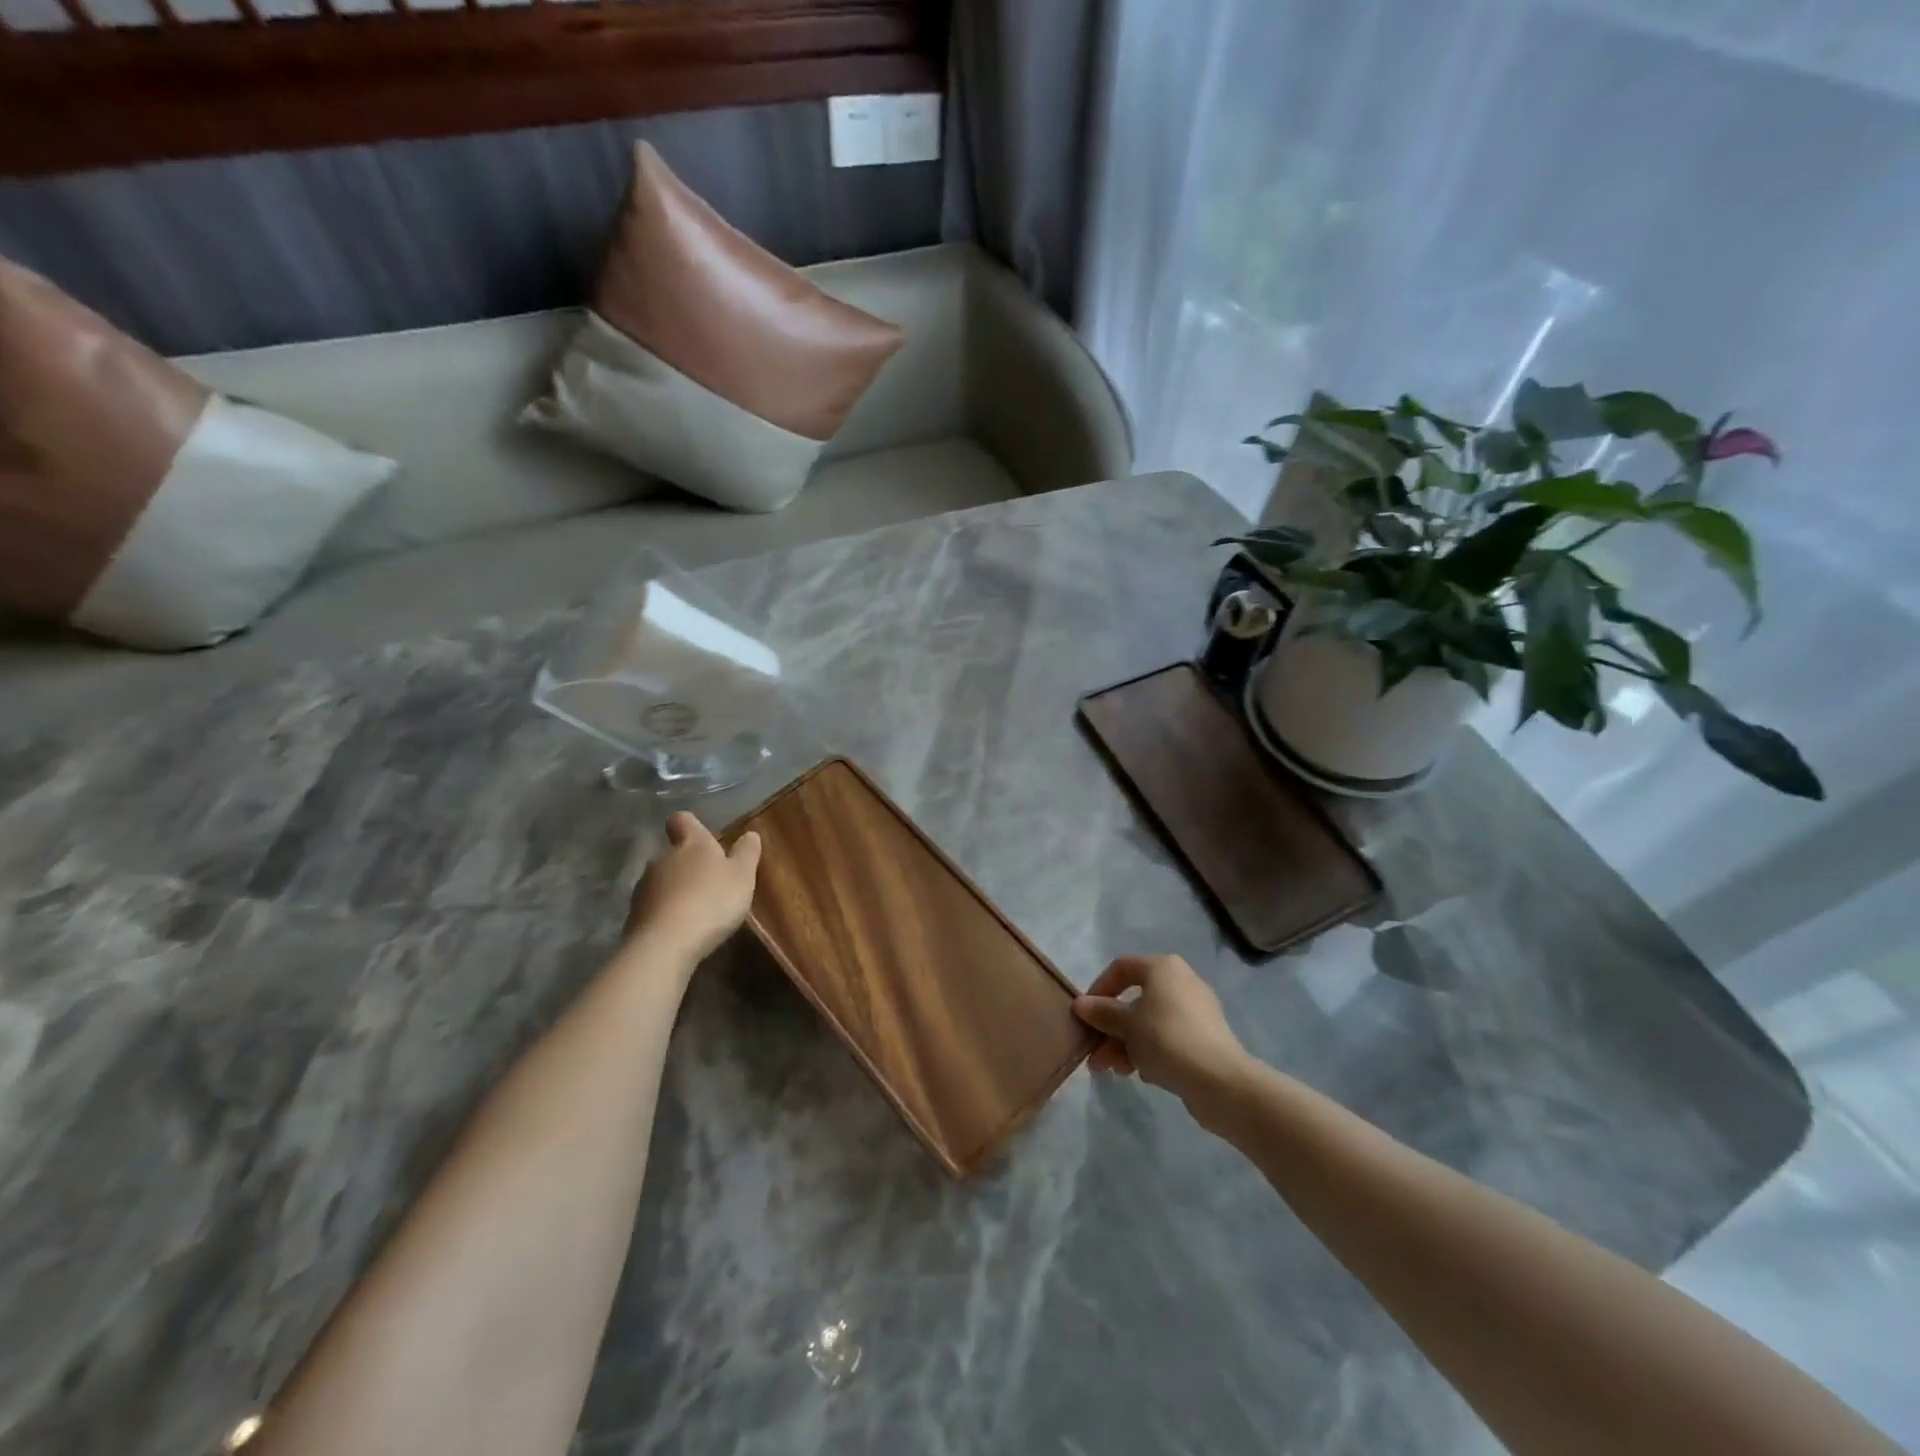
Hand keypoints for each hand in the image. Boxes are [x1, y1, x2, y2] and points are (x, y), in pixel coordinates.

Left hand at [623, 811, 761, 964]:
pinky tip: (680, 930)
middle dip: (688, 865)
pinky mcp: (634, 915)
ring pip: (662, 880)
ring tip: (696, 912)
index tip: (704, 839)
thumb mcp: (742, 876)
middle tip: (710, 884)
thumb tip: (749, 834)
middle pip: (673, 853)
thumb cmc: (711, 901)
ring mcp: (644, 887)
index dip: (691, 826)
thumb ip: (747, 853)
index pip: (682, 820)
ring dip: (676, 890)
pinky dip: (665, 913)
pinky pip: (653, 907)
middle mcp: (662, 859)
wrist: (665, 944)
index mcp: (691, 844)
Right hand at [1074, 955, 1249, 1103]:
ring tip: (1113, 1071)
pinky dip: (1150, 1051)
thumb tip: (1080, 1004)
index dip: (1099, 988)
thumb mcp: (1126, 1025)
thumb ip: (1102, 1013)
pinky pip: (1168, 1037)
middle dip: (1111, 1028)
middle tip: (1095, 1053)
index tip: (1086, 1015)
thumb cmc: (1166, 1039)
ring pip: (1149, 1022)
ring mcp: (1196, 1010)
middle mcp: (1181, 981)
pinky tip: (1142, 1074)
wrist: (1219, 1081)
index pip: (1121, 967)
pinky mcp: (1204, 1037)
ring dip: (1125, 1044)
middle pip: (1134, 999)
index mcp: (1163, 968)